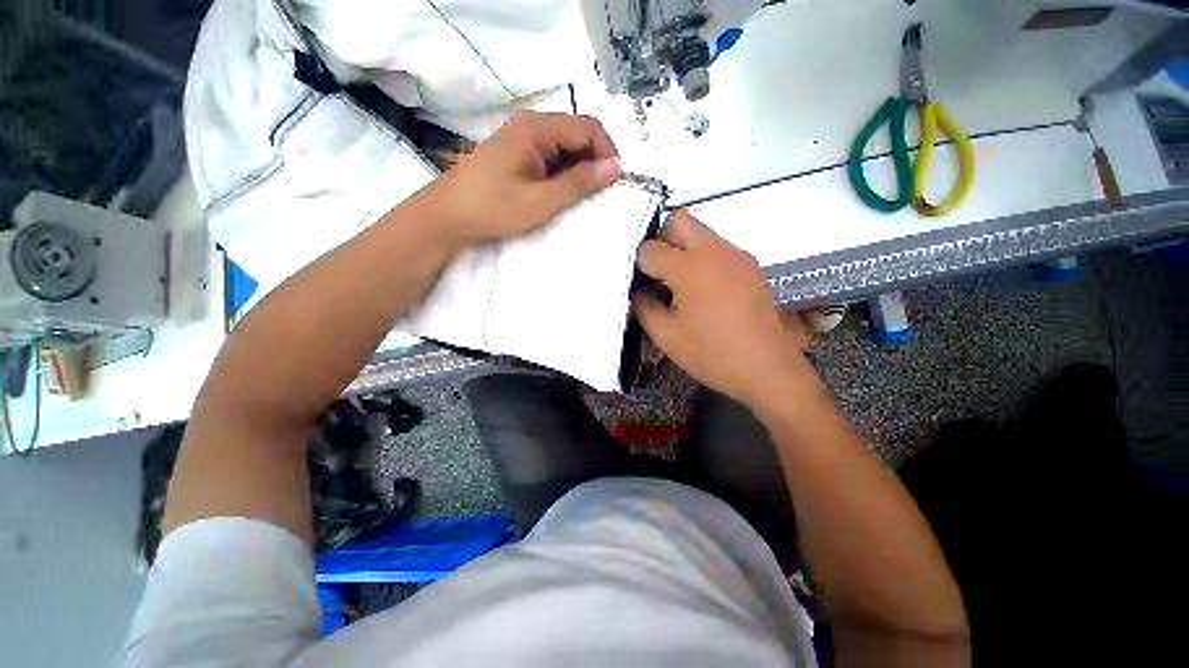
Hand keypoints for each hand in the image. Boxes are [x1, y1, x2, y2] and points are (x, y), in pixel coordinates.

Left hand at [424, 112, 621, 246]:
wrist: (448, 216)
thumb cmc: (494, 208)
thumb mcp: (541, 201)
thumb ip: (579, 183)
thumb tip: (617, 167)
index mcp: (536, 128)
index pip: (588, 127)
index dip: (607, 152)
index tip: (613, 183)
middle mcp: (531, 124)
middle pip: (577, 134)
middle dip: (594, 162)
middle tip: (597, 195)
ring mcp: (522, 138)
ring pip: (565, 147)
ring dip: (579, 170)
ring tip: (579, 199)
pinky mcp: (518, 153)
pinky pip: (551, 156)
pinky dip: (563, 174)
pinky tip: (559, 194)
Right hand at [635, 210, 810, 405]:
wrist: (768, 369)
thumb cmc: (712, 354)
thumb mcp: (667, 337)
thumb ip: (645, 309)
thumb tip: (638, 294)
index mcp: (689, 267)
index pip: (650, 248)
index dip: (639, 264)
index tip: (641, 282)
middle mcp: (714, 250)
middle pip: (680, 220)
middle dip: (663, 238)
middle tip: (659, 272)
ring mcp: (737, 255)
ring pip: (702, 233)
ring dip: (685, 249)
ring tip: (682, 285)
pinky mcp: (752, 266)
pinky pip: (720, 249)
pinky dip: (705, 260)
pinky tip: (707, 292)